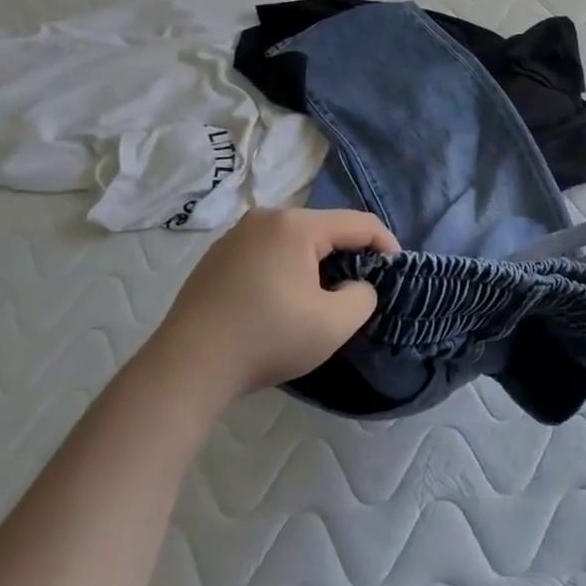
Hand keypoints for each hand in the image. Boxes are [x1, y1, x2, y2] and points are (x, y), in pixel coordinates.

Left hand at [147, 208, 396, 400]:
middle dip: (349, 255)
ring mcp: (236, 236)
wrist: (188, 367)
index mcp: (296, 225)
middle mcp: (265, 218)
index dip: (386, 244)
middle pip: (325, 228)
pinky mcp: (217, 258)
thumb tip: (356, 287)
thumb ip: (363, 296)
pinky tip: (283, 302)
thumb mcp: (334, 324)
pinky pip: (268, 252)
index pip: (359, 223)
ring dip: (317, 263)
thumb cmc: (268, 338)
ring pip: (295, 240)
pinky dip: (287, 269)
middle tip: (360, 288)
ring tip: (323, 297)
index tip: (397, 272)